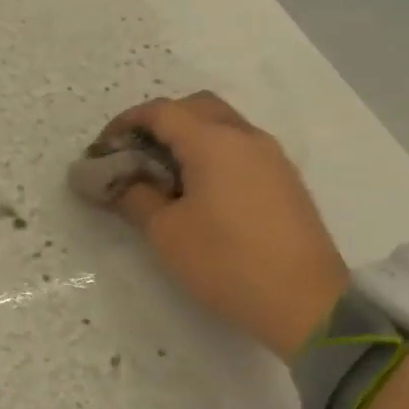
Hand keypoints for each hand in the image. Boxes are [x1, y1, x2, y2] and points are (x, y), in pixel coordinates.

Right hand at [83, 93, 347, 357]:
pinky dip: (213, 154)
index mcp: (212, 141)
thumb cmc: (226, 262)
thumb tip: (118, 181)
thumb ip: (135, 197)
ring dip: (189, 137)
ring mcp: (272, 156)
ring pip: (222, 125)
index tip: (103, 150)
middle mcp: (245, 136)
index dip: (125, 124)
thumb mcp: (166, 233)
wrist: (305, 302)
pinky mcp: (285, 179)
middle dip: (159, 122)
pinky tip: (201, 191)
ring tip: (165, 175)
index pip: (160, 111)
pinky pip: (241, 148)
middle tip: (136, 155)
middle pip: (195, 107)